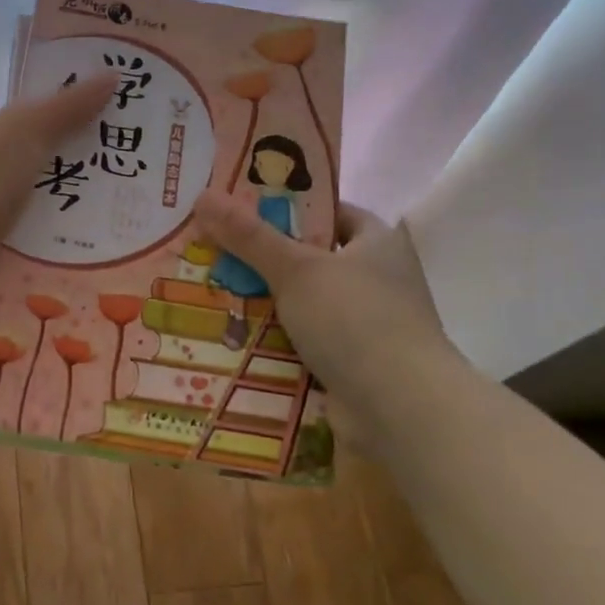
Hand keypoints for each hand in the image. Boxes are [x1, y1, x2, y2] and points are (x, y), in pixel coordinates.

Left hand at [0, 74, 115, 312]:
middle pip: (26, 178)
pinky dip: (42, 261)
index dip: (55, 132)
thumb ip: (66, 107)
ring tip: (107, 233)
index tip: (97, 142)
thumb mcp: (27, 129)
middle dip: (63, 182)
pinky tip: (77, 265)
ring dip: (56, 225)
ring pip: (24, 220)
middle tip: (114, 191)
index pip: (18, 132)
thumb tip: (112, 75)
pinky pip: (20, 259)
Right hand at [190, 190, 460, 440]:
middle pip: (311, 259)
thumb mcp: (296, 269)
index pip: (331, 213)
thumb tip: (204, 196)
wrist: (400, 408)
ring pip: (304, 304)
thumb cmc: (355, 320)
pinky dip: (276, 342)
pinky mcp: (353, 364)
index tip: (243, 209)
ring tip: (213, 293)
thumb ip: (250, 236)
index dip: (289, 208)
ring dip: (266, 304)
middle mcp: (378, 280)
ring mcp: (367, 325)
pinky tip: (235, 339)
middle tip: (214, 251)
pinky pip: (304, 343)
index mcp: (378, 243)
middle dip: (265, 259)